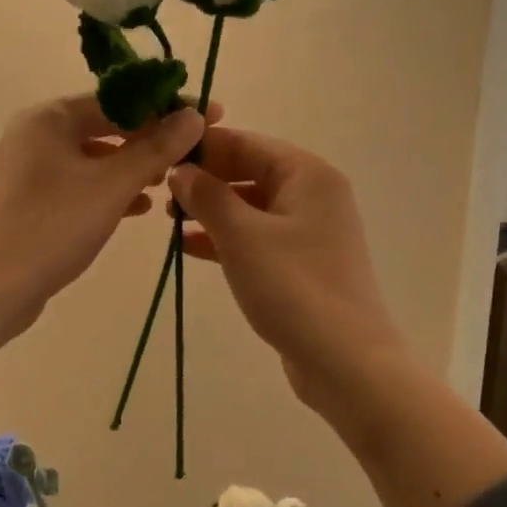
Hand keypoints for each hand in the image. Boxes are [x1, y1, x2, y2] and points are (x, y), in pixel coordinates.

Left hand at [0, 96, 208, 402]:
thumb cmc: (51, 227)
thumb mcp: (112, 186)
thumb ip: (156, 148)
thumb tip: (194, 115)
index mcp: (50, 117)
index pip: (120, 99)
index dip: (167, 107)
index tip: (211, 115)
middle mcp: (37, 134)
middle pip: (107, 125)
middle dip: (151, 138)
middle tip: (194, 152)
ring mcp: (31, 169)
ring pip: (95, 157)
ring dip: (133, 166)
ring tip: (169, 181)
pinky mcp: (32, 201)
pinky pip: (81, 184)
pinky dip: (110, 190)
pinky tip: (139, 208)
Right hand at [170, 126, 506, 506]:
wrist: (346, 363)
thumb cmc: (294, 288)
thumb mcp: (242, 236)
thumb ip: (207, 196)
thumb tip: (181, 170)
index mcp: (307, 175)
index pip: (247, 143)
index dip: (203, 147)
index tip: (160, 155)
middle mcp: (313, 195)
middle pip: (249, 172)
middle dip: (205, 180)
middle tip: (159, 192)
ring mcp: (309, 231)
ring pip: (250, 206)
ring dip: (211, 210)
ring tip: (168, 220)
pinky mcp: (301, 264)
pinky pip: (256, 237)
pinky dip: (225, 238)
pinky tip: (188, 247)